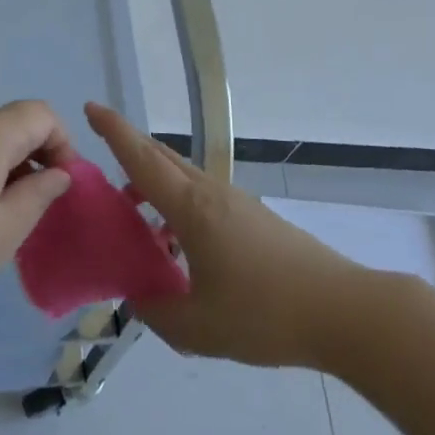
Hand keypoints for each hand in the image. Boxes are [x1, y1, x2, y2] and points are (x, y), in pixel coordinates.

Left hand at [0, 102, 75, 305]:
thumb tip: (58, 174)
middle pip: (16, 124)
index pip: (43, 114)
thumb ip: (39, 196)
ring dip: (8, 169)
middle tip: (36, 207)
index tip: (61, 187)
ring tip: (3, 217)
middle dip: (37, 158)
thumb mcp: (4, 229)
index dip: (63, 144)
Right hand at [87, 101, 367, 368]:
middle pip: (162, 159)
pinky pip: (202, 197)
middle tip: (101, 158)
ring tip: (136, 214)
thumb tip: (138, 299)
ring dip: (154, 184)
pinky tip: (179, 245)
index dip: (114, 132)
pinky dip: (177, 205)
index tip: (91, 106)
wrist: (343, 311)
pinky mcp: (254, 218)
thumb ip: (157, 313)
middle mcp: (211, 193)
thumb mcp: (199, 328)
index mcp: (191, 209)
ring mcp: (236, 203)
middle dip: (129, 150)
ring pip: (183, 178)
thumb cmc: (265, 313)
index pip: (142, 160)